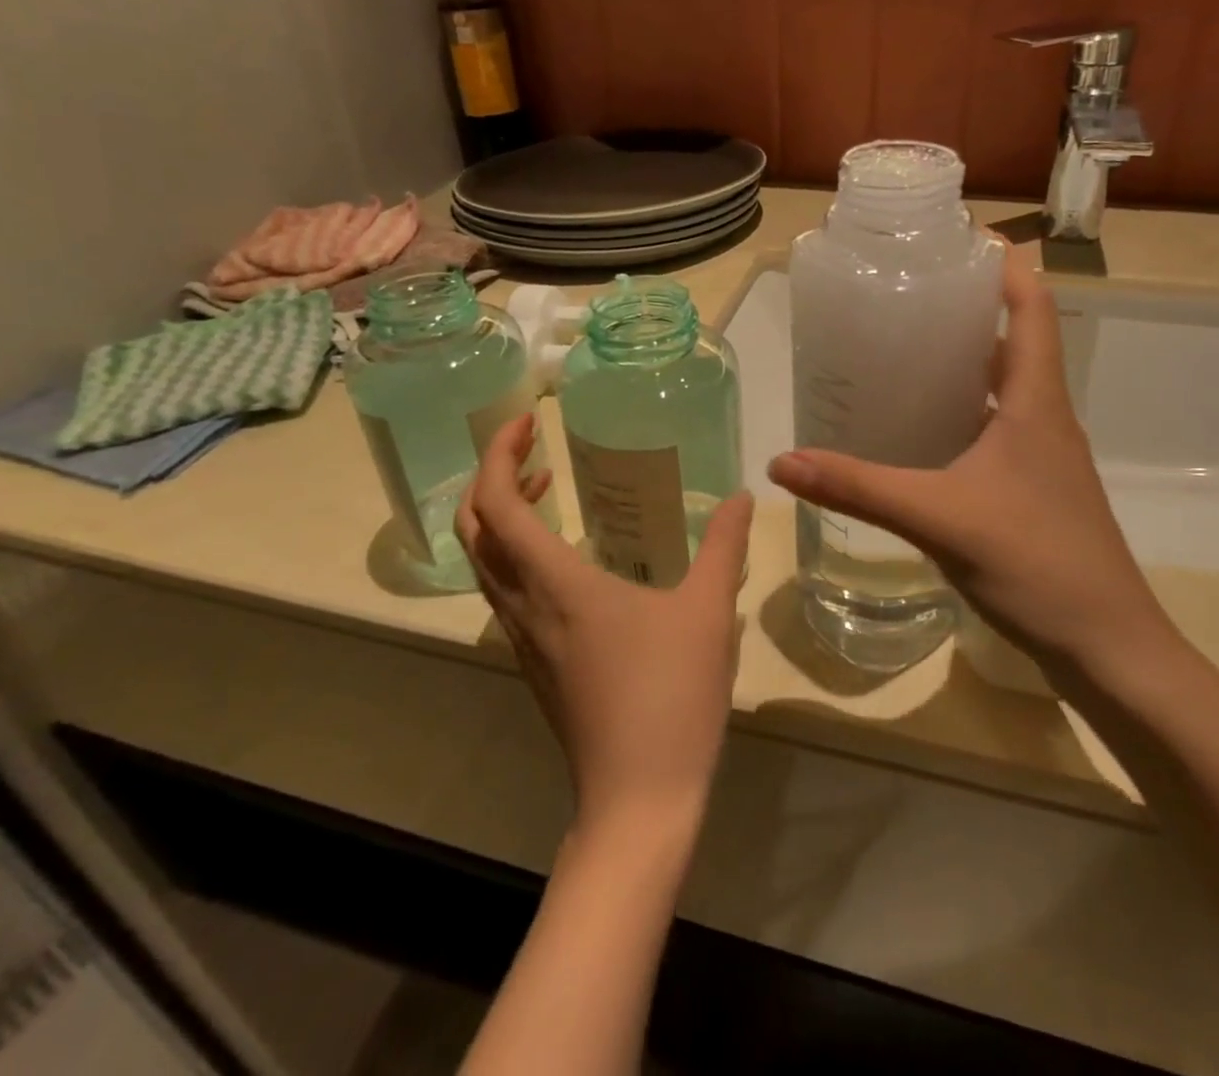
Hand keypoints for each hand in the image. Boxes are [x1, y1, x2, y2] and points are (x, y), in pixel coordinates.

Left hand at [458, 414, 755, 833]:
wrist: (638, 799)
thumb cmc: (671, 696)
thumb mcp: (708, 611)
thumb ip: (725, 547)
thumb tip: (744, 498)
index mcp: (556, 584)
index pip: (497, 504)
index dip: (499, 453)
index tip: (528, 419)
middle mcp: (526, 606)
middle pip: (475, 530)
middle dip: (492, 477)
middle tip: (535, 448)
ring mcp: (526, 639)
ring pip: (486, 563)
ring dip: (503, 515)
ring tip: (548, 486)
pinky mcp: (537, 663)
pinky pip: (507, 590)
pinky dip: (519, 551)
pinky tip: (569, 555)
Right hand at [768, 250, 1175, 680]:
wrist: (1107, 645)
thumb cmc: (1036, 562)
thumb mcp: (938, 517)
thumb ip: (859, 487)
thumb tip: (781, 463)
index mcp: (1036, 401)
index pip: (1031, 307)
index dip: (1005, 265)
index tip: (959, 238)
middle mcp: (1045, 417)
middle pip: (1013, 339)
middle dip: (967, 307)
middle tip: (906, 292)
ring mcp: (1043, 455)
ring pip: (1003, 386)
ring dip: (964, 360)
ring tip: (903, 349)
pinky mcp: (1033, 488)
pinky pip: (996, 427)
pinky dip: (962, 411)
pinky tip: (920, 430)